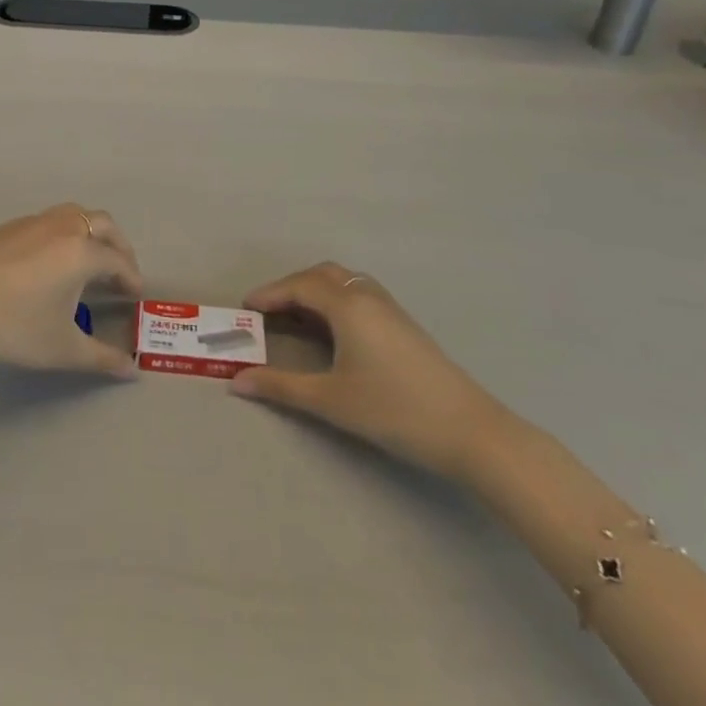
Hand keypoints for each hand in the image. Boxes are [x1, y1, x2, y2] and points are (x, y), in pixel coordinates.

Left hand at [0, 206, 140, 376]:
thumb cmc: (12, 327)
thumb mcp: (62, 348)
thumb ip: (102, 358)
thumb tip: (132, 369)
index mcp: (81, 251)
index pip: (118, 260)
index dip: (131, 278)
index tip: (135, 295)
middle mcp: (61, 227)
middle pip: (102, 224)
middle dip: (117, 246)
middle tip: (119, 272)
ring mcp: (31, 223)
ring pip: (73, 215)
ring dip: (90, 233)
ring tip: (87, 263)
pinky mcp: (7, 227)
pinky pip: (47, 221)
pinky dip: (62, 234)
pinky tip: (48, 262)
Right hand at [230, 264, 510, 481]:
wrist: (469, 431)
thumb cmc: (393, 410)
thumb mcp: (330, 400)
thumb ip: (281, 387)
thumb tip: (236, 382)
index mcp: (348, 306)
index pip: (299, 286)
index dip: (269, 294)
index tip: (245, 309)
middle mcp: (368, 297)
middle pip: (322, 275)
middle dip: (291, 287)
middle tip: (268, 311)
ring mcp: (390, 309)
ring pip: (344, 283)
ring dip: (315, 291)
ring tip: (296, 319)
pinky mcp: (404, 325)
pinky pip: (360, 295)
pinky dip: (335, 301)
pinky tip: (333, 331)